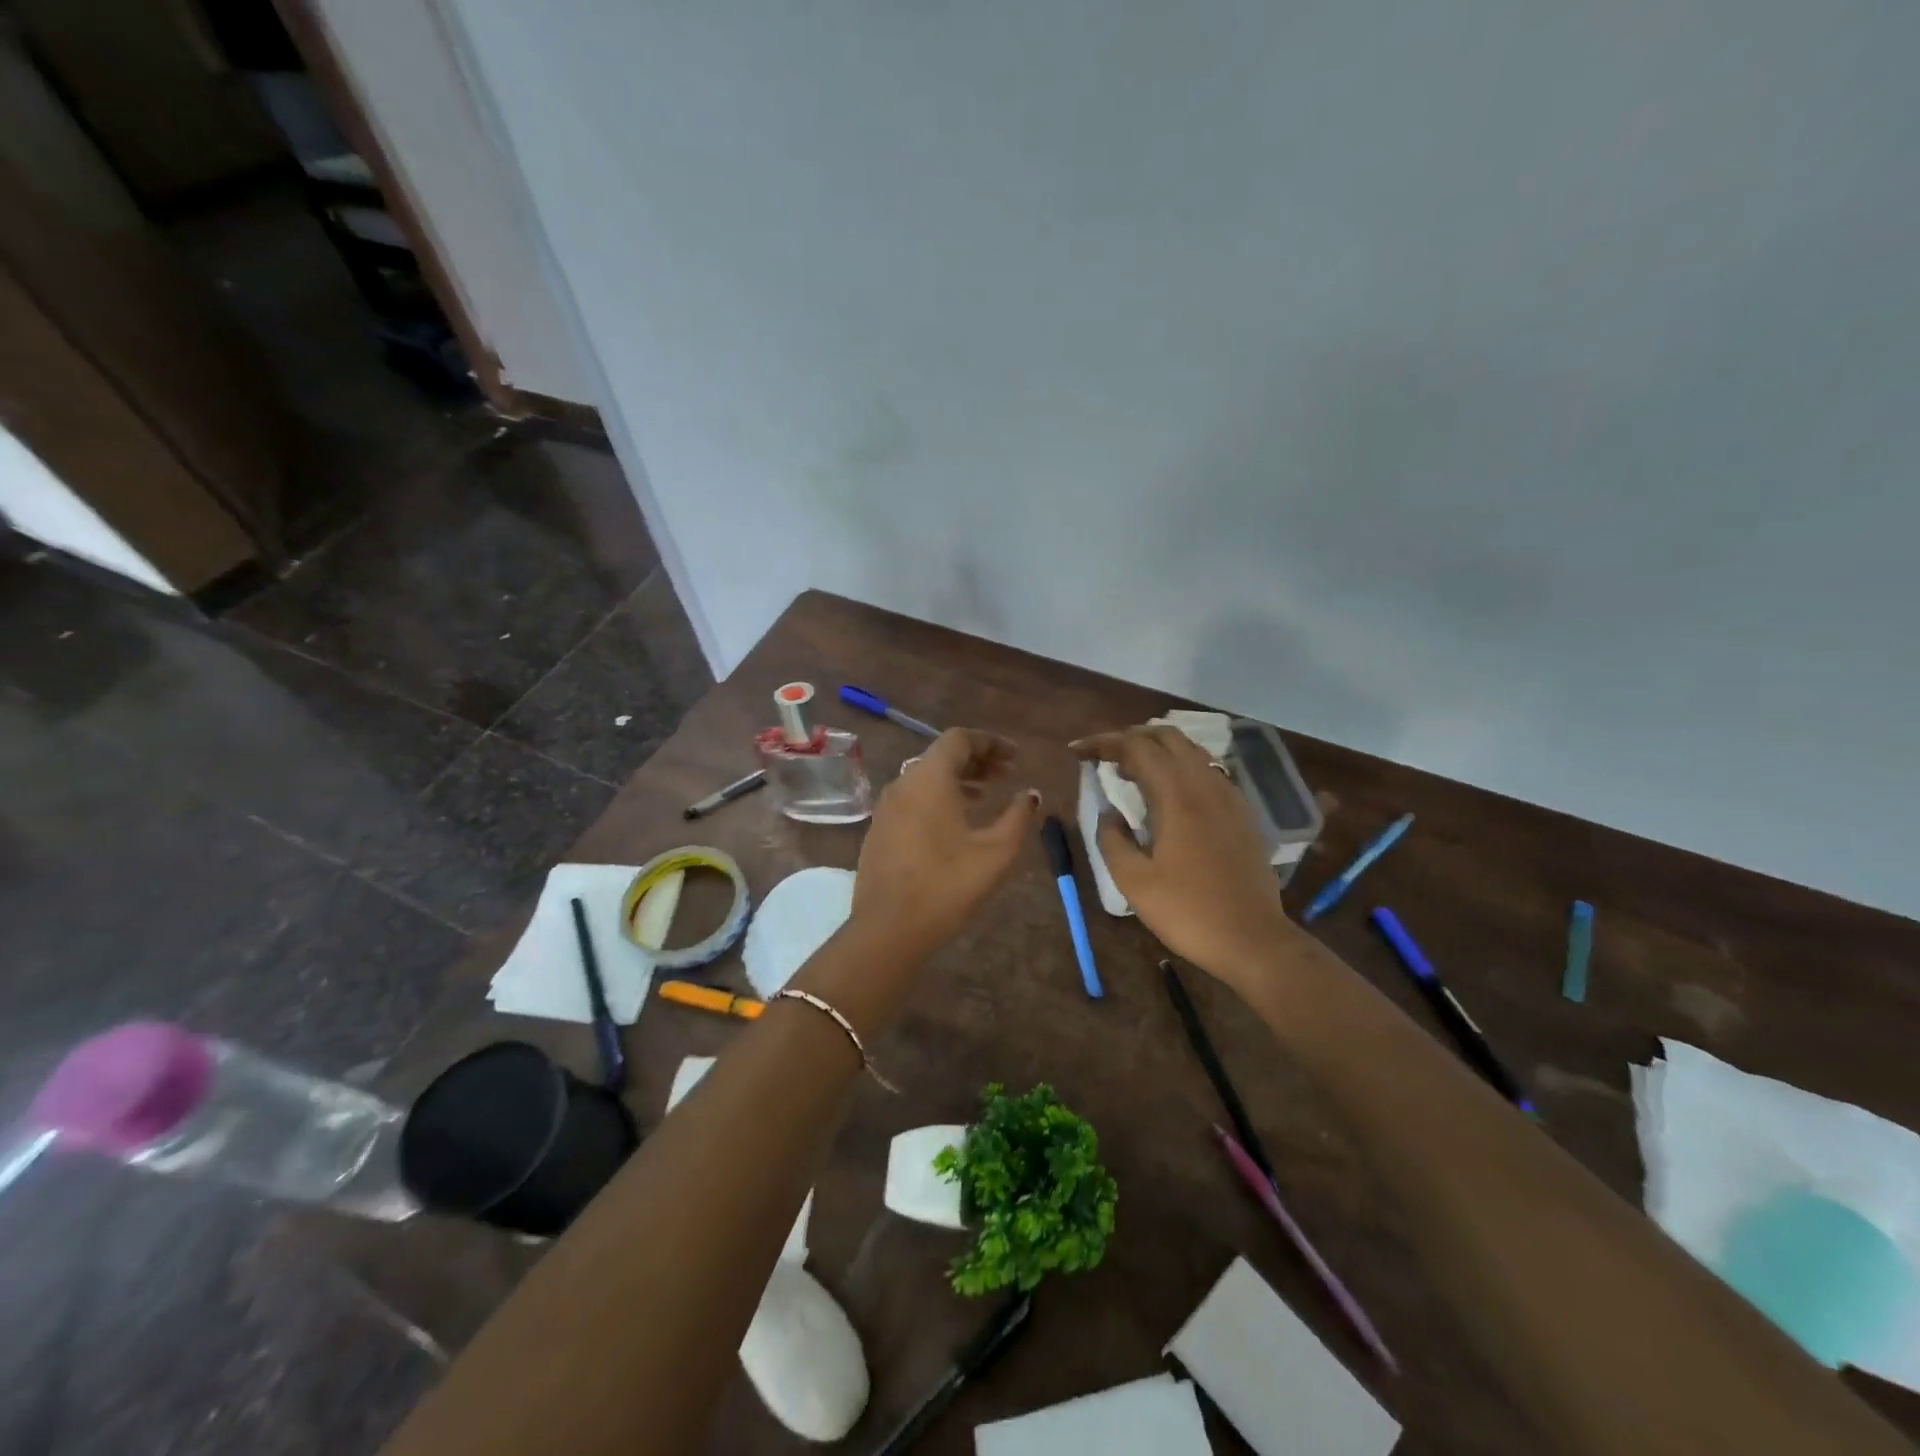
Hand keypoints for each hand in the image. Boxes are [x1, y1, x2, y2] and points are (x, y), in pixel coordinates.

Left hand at [850, 729, 1040, 961]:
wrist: (887, 930)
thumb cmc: (946, 886)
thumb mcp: (995, 853)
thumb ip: (1017, 817)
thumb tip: (1030, 795)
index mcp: (929, 779)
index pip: (959, 739)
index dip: (991, 742)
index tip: (1016, 756)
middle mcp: (903, 783)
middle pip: (941, 756)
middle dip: (977, 760)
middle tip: (1007, 773)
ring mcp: (886, 807)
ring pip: (925, 778)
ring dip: (958, 779)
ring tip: (986, 794)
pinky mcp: (879, 830)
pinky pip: (913, 798)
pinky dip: (938, 797)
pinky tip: (956, 821)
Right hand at [1072, 726, 1297, 993]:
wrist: (1253, 940)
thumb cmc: (1187, 912)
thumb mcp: (1133, 881)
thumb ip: (1112, 839)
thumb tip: (1110, 814)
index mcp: (1177, 795)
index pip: (1136, 746)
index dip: (1102, 742)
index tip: (1077, 751)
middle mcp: (1205, 784)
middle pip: (1167, 736)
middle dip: (1131, 737)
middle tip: (1105, 757)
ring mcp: (1229, 797)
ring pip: (1191, 751)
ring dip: (1158, 750)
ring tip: (1132, 772)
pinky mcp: (1242, 813)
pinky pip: (1208, 772)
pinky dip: (1181, 768)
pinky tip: (1170, 794)